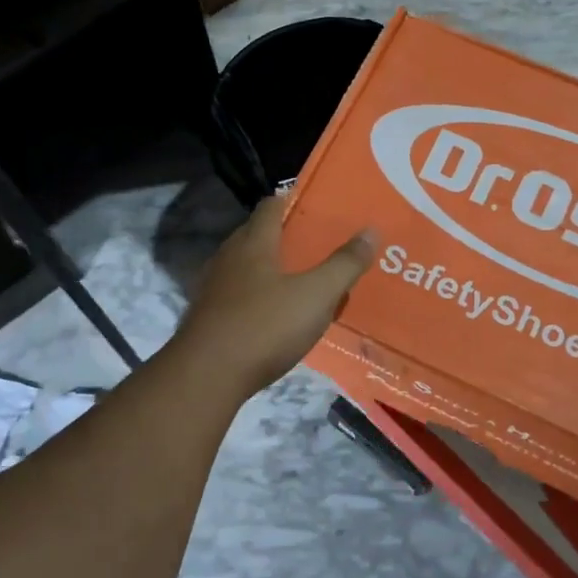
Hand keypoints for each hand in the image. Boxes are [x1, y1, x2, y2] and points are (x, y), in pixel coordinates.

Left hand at [175, 197, 375, 394]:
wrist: (207, 377)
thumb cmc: (264, 326)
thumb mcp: (316, 296)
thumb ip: (344, 264)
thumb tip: (371, 231)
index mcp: (253, 243)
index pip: (271, 206)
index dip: (293, 200)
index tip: (317, 207)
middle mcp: (228, 257)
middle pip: (256, 235)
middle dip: (285, 236)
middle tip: (318, 244)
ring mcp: (213, 288)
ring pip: (246, 267)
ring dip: (271, 268)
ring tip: (301, 279)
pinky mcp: (208, 317)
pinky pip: (238, 296)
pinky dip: (258, 297)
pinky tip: (276, 315)